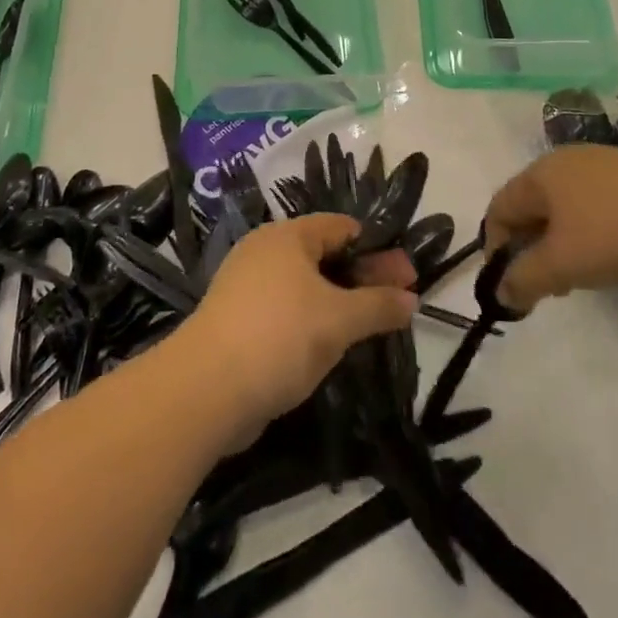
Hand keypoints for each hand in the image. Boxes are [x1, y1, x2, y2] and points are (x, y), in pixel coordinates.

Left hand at [184, 215, 418, 435]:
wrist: (206, 390)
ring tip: (371, 324)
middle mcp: (264, 251)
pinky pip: (286, 310)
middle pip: (325, 255)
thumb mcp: (339, 320)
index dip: (377, 247)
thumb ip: (379, 305)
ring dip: (340, 301)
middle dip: (363, 276)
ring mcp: (247, 286)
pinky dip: (312, 320)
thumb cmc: (280, 337)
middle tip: (400, 299)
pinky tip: (331, 343)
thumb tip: (412, 298)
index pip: (341, 227)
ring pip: (305, 286)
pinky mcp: (237, 321)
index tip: (406, 274)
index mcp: (287, 236)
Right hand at [485, 147, 617, 311]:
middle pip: (533, 206)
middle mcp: (571, 161)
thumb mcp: (564, 264)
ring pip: (569, 209)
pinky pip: (602, 209)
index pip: (499, 208)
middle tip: (546, 287)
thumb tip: (501, 292)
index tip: (509, 287)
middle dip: (531, 249)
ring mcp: (611, 166)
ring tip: (584, 279)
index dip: (494, 249)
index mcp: (542, 172)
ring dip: (564, 245)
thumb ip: (524, 278)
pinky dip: (596, 236)